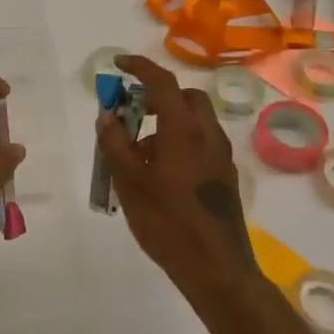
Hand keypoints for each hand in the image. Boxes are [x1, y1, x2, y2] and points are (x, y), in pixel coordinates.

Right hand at [97, 55, 258, 304]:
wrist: (216, 268)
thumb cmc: (167, 222)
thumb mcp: (129, 182)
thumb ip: (115, 144)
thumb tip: (107, 116)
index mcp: (184, 129)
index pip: (162, 82)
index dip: (139, 67)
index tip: (118, 64)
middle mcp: (208, 134)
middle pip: (186, 97)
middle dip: (159, 95)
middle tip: (132, 111)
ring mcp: (221, 156)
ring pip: (195, 121)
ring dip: (168, 121)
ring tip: (138, 152)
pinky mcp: (225, 176)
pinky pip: (201, 142)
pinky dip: (180, 140)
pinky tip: (159, 173)